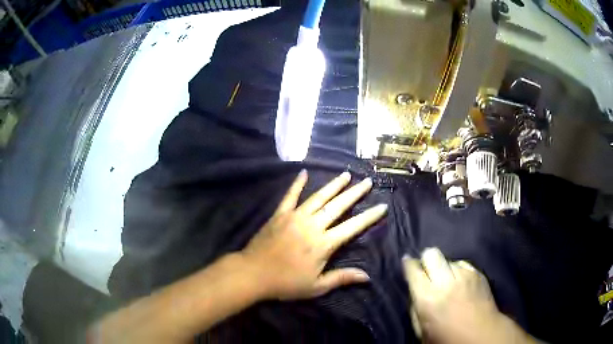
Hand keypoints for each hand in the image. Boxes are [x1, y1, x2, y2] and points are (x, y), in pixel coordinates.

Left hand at [241, 170, 386, 299]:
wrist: (253, 273)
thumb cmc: (286, 283)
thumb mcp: (317, 286)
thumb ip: (342, 278)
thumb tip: (367, 276)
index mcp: (323, 243)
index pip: (352, 227)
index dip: (369, 217)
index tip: (382, 206)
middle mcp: (312, 225)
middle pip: (338, 206)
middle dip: (355, 193)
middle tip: (368, 181)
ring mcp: (295, 216)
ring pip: (318, 197)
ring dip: (334, 185)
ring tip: (346, 174)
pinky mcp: (280, 214)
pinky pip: (290, 196)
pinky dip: (297, 184)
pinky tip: (303, 172)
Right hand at [403, 248, 535, 343]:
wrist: (481, 334)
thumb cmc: (447, 338)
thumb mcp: (421, 330)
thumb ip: (415, 307)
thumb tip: (414, 290)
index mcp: (428, 297)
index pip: (413, 269)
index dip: (408, 264)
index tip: (407, 264)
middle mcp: (446, 281)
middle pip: (432, 253)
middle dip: (427, 260)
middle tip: (427, 273)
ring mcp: (465, 274)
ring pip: (448, 259)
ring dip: (444, 268)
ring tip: (447, 282)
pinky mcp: (478, 273)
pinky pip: (463, 264)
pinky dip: (458, 271)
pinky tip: (460, 284)